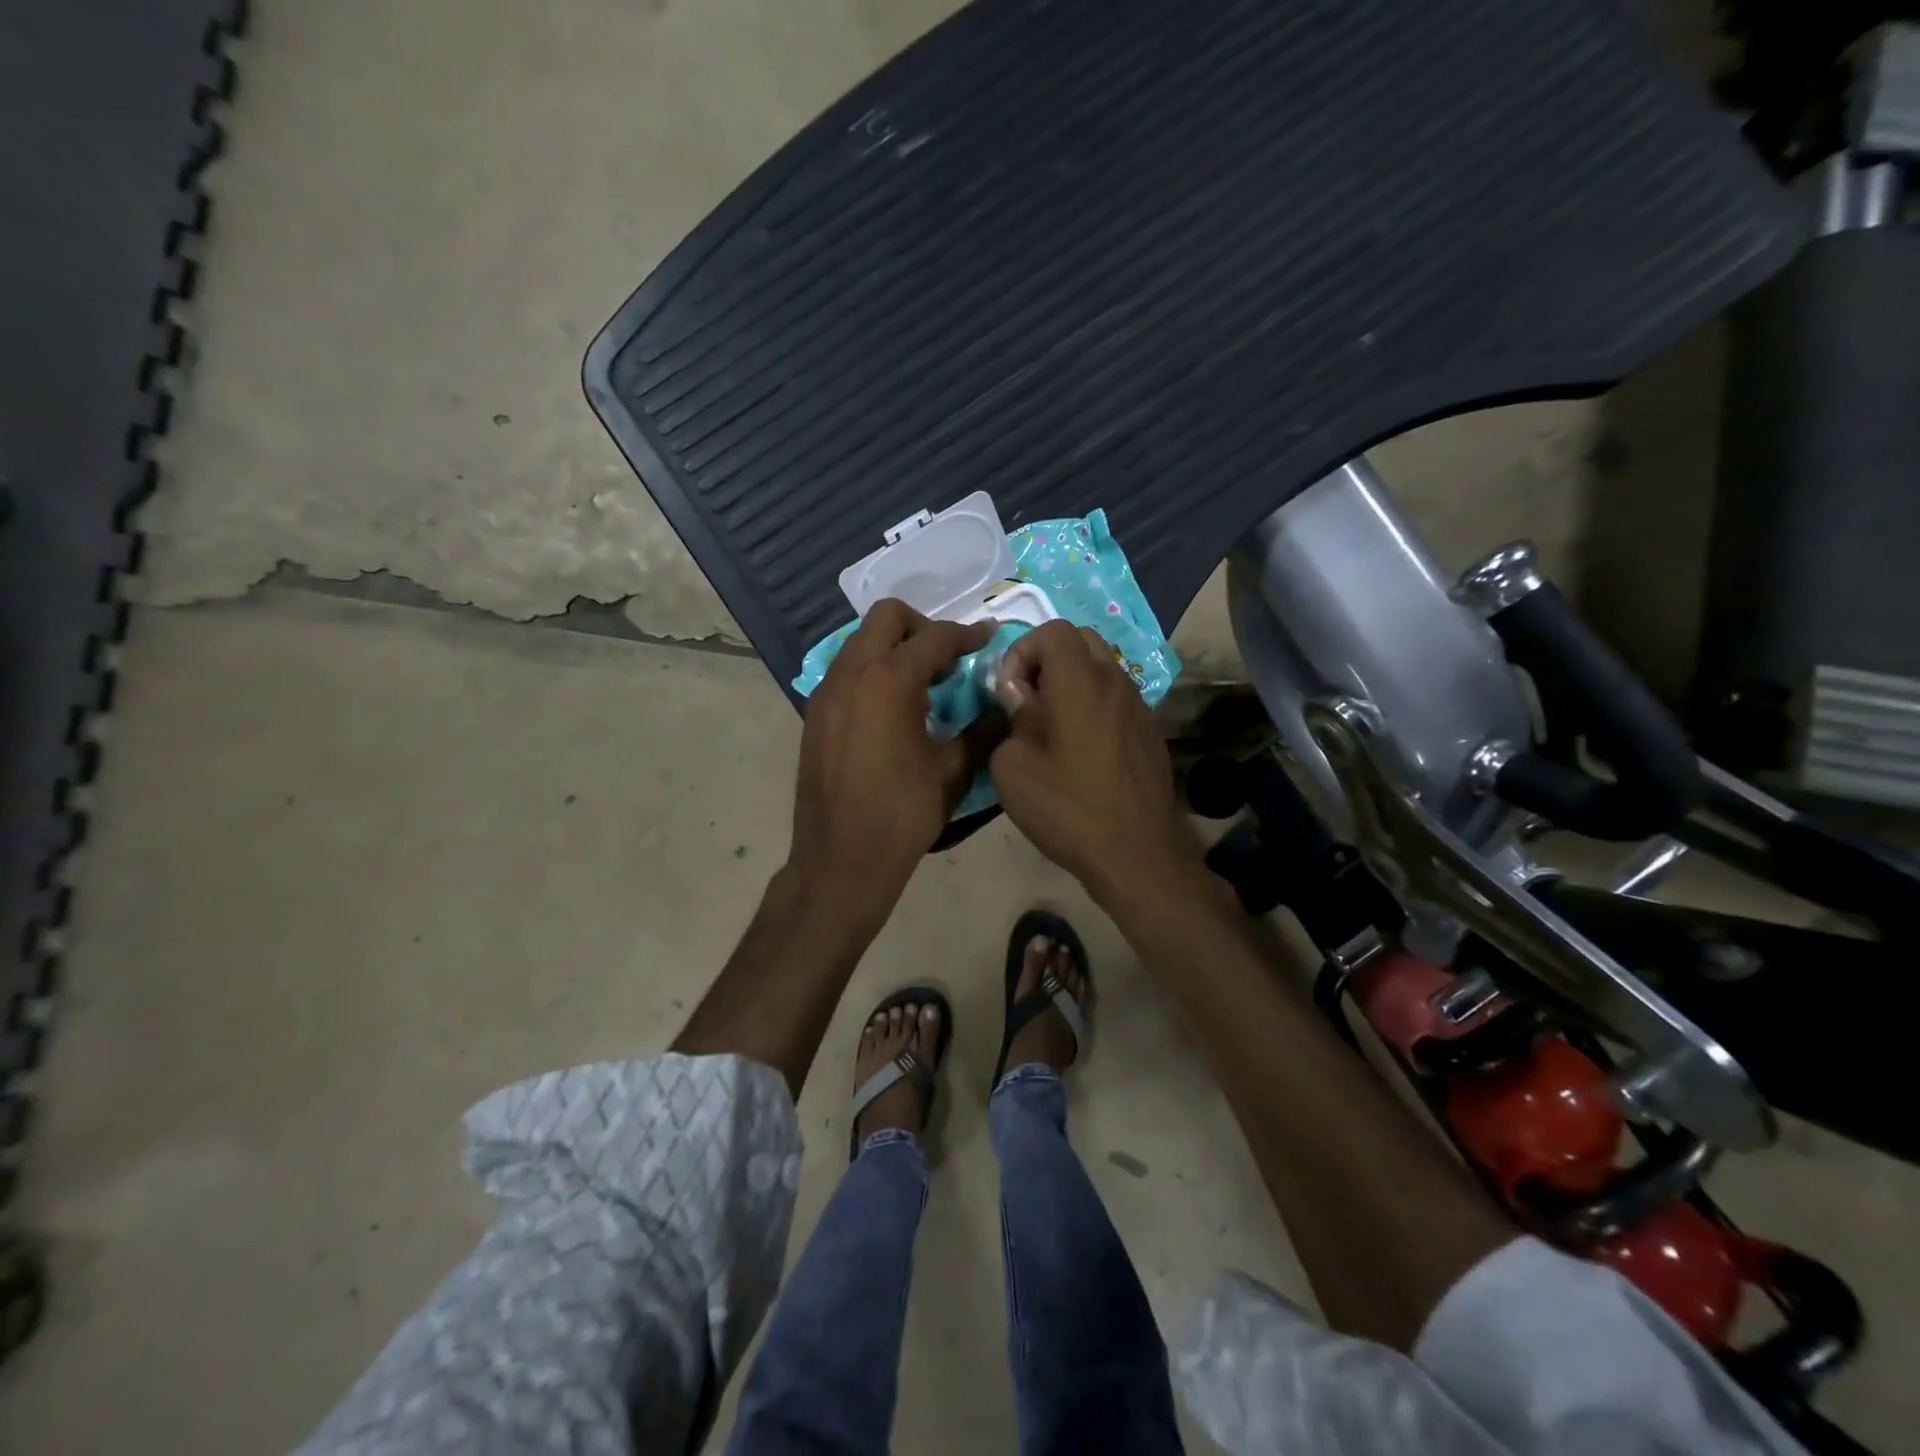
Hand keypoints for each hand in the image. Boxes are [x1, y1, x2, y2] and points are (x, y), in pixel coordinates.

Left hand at [790, 599, 995, 912]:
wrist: (841, 859)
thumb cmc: (903, 814)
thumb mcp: (953, 771)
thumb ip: (980, 731)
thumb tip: (1000, 710)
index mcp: (889, 680)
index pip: (934, 638)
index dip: (967, 635)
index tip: (988, 637)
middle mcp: (852, 673)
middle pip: (886, 618)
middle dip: (922, 628)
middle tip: (947, 661)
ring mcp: (827, 692)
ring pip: (861, 643)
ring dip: (895, 649)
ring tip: (924, 685)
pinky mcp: (816, 714)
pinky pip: (847, 671)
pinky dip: (873, 672)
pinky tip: (893, 709)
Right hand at [989, 620, 1196, 900]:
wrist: (1135, 852)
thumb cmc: (1067, 806)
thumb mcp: (1013, 767)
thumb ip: (1011, 718)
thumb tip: (1020, 699)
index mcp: (1080, 680)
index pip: (1052, 630)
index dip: (1022, 652)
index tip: (1010, 693)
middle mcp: (1115, 681)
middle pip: (1081, 641)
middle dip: (1048, 661)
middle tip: (1029, 701)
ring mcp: (1139, 707)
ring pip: (1102, 669)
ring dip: (1072, 684)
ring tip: (1052, 727)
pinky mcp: (1150, 733)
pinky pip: (1116, 700)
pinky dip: (1093, 707)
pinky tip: (1081, 750)